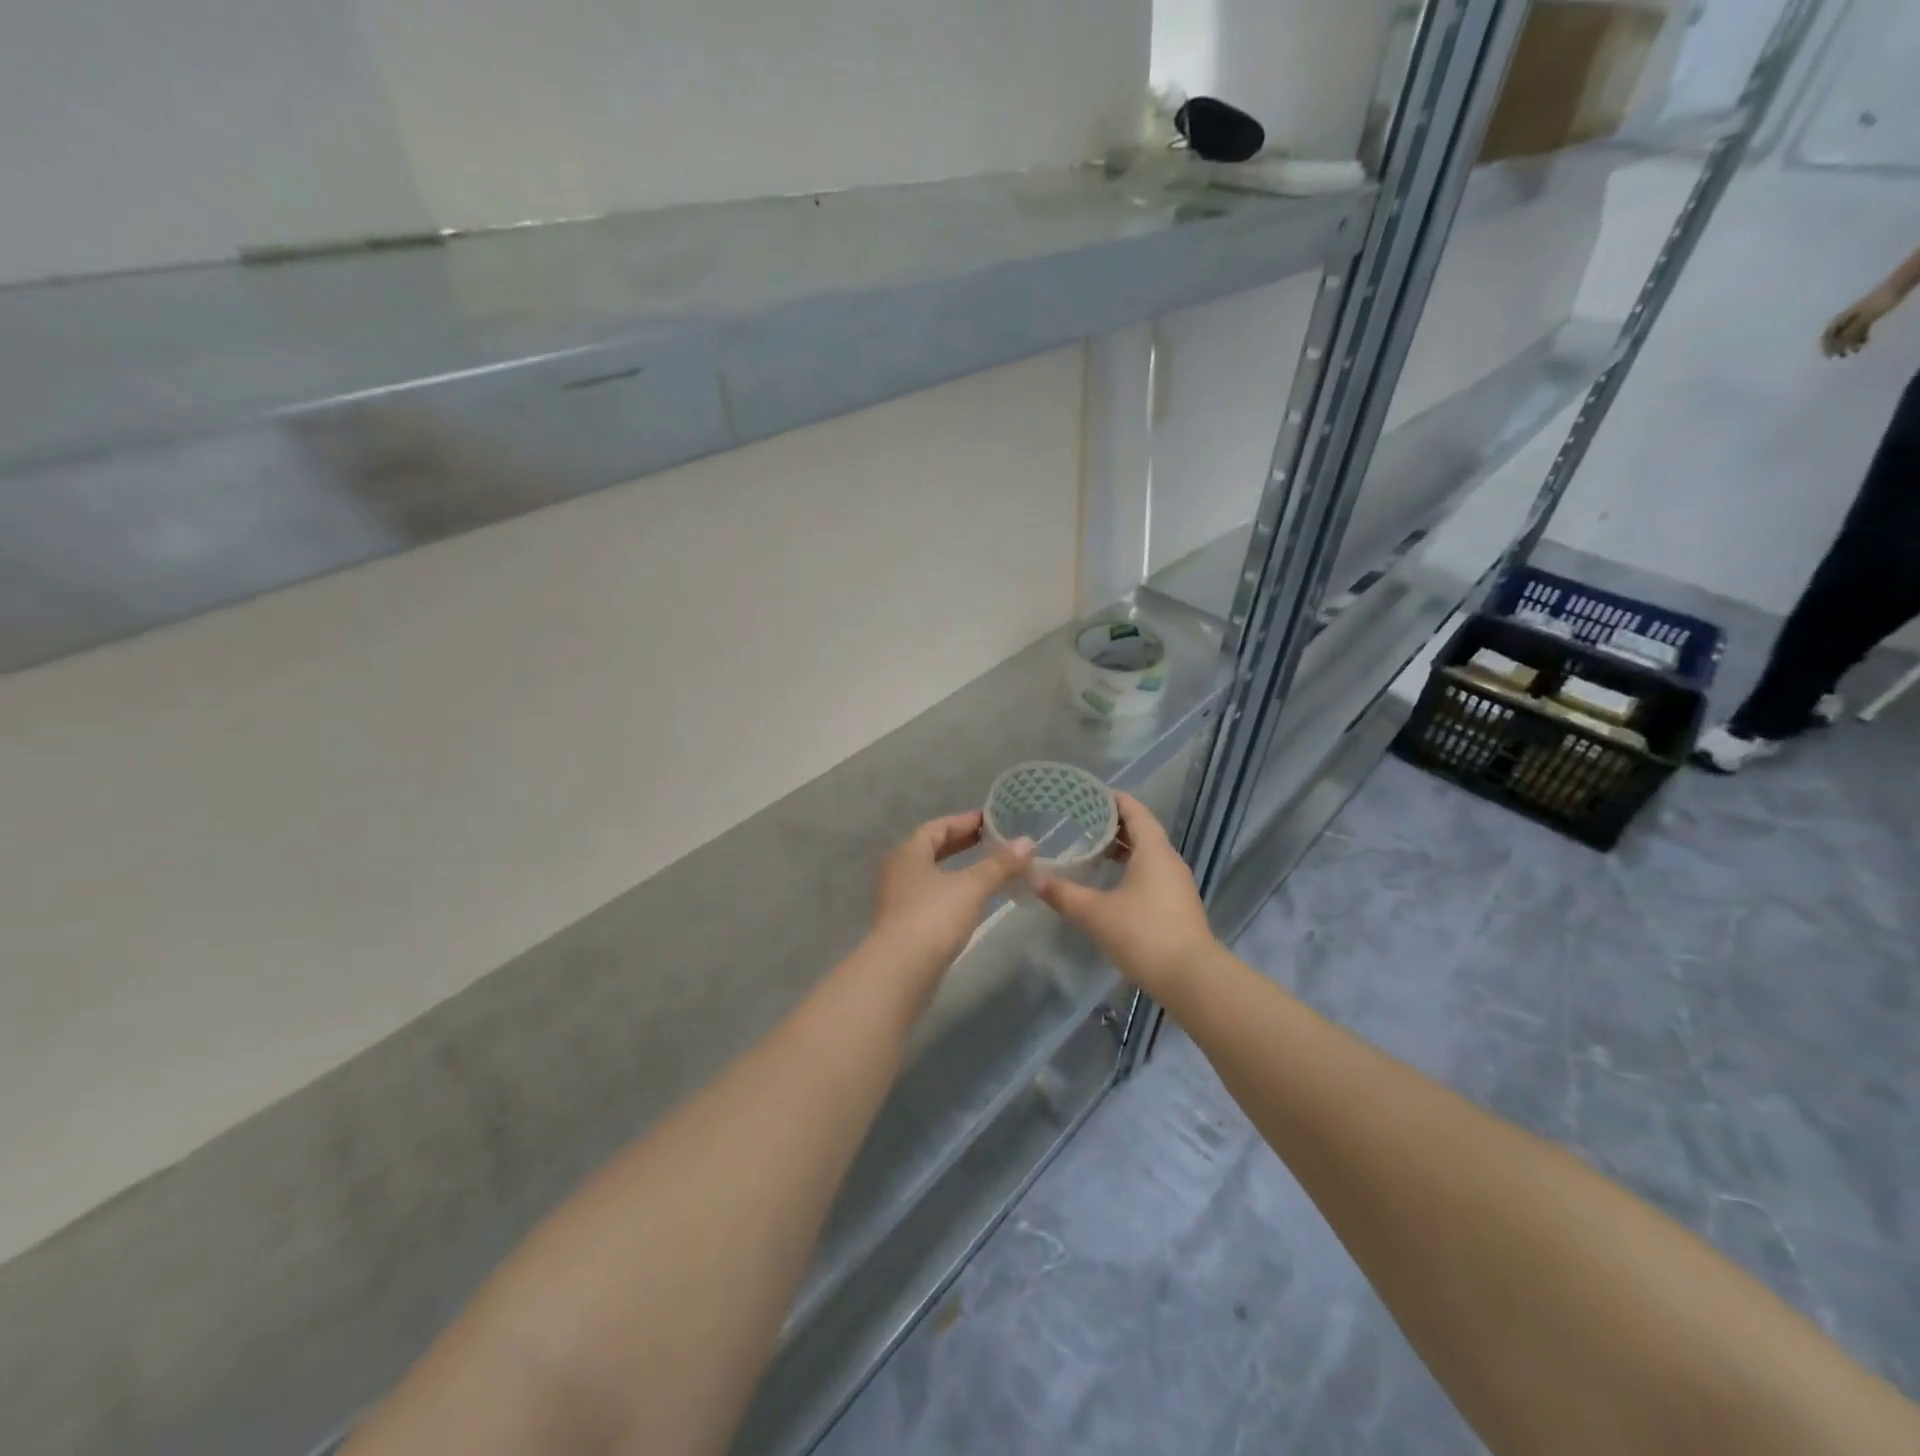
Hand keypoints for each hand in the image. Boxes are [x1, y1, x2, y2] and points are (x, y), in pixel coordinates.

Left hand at [870, 812, 1031, 977]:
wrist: (901, 971)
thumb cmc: (934, 916)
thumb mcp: (972, 886)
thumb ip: (1000, 864)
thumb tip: (1027, 842)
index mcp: (909, 852)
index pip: (938, 827)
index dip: (965, 821)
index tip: (991, 820)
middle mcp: (899, 870)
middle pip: (933, 849)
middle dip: (963, 844)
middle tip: (993, 842)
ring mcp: (899, 899)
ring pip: (933, 875)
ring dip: (959, 870)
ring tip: (989, 870)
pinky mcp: (905, 925)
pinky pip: (934, 897)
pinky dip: (955, 892)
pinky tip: (974, 901)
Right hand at [1033, 792, 1216, 999]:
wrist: (1192, 979)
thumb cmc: (1144, 934)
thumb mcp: (1096, 913)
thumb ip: (1064, 894)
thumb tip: (1035, 879)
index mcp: (1154, 851)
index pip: (1135, 811)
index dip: (1113, 799)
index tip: (1088, 794)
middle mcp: (1169, 861)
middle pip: (1142, 830)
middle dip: (1113, 824)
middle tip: (1081, 821)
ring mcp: (1176, 884)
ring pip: (1147, 854)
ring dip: (1122, 848)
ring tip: (1091, 850)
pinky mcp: (1177, 905)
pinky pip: (1151, 873)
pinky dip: (1130, 868)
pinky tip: (1110, 883)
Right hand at [1822, 286, 1899, 357]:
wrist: (1895, 288)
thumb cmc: (1877, 302)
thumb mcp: (1864, 318)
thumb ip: (1851, 331)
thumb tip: (1838, 345)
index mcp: (1840, 320)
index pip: (1827, 336)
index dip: (1826, 347)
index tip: (1830, 356)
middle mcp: (1844, 320)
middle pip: (1836, 336)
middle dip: (1838, 347)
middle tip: (1842, 356)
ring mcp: (1855, 318)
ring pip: (1848, 334)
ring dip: (1850, 344)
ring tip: (1856, 351)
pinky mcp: (1866, 317)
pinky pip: (1859, 330)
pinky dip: (1860, 337)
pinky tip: (1864, 342)